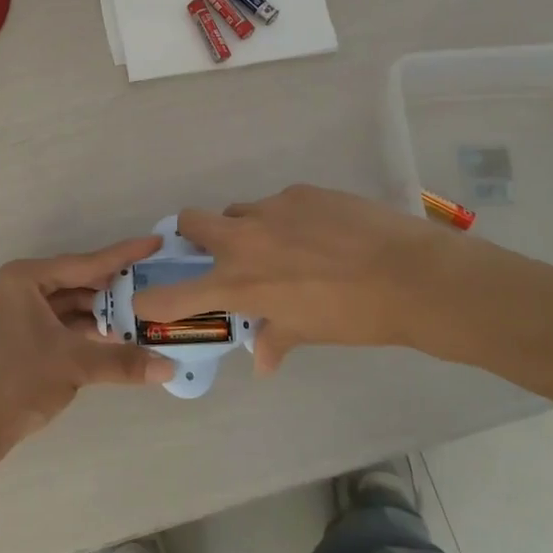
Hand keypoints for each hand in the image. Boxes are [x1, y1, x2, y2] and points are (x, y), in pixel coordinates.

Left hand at [0, 237, 176, 455]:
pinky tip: (123, 336)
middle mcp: (26, 287)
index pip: (86, 263)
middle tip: (158, 283)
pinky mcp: (30, 335)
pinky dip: (93, 329)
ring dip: (107, 312)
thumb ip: (123, 361)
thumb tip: (170, 368)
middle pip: (82, 281)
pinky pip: (69, 322)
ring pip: (77, 304)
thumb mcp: (74, 364)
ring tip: (148, 312)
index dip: (123, 255)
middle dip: (118, 288)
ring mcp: (26, 311)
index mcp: (28, 278)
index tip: (155, 243)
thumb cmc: (18, 381)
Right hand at [133, 185, 487, 372]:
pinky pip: (280, 203)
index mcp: (238, 282)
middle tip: (219, 253)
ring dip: (246, 228)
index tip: (144, 300)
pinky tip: (321, 233)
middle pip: (191, 221)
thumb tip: (262, 361)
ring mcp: (271, 208)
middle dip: (194, 235)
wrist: (408, 275)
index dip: (152, 300)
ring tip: (283, 246)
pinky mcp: (300, 191)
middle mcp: (243, 239)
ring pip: (239, 211)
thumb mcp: (309, 333)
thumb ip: (276, 339)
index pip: (173, 294)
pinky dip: (288, 219)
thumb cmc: (353, 316)